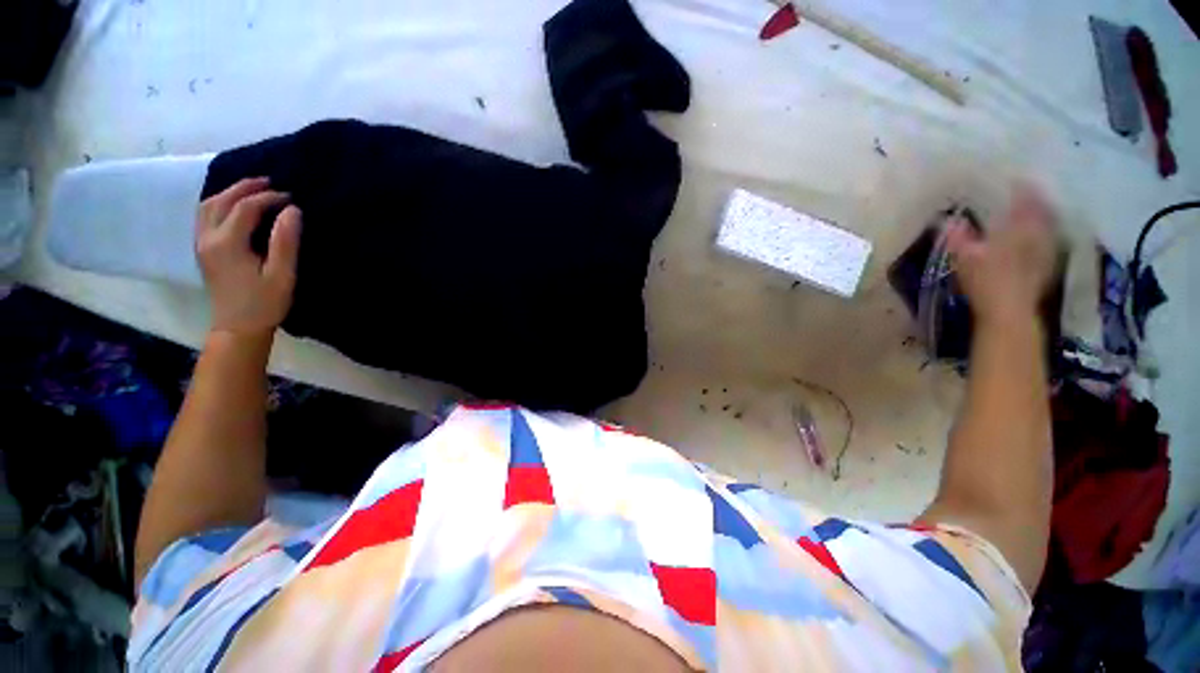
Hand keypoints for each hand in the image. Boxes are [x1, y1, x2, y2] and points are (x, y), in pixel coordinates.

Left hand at [196, 178, 301, 339]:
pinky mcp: (203, 250)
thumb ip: (285, 241)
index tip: (292, 197)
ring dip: (229, 193)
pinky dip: (220, 203)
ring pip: (208, 206)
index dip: (269, 198)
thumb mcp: (282, 274)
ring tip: (252, 190)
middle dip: (245, 187)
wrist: (238, 328)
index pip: (246, 208)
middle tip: (270, 183)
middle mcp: (208, 238)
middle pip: (222, 201)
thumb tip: (292, 211)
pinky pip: (205, 216)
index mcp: (227, 243)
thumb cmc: (265, 303)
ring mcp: (201, 244)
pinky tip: (234, 206)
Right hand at [946, 184, 1058, 327]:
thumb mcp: (965, 259)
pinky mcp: (1046, 270)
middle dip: (1039, 202)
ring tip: (1041, 212)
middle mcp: (1036, 237)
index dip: (1023, 190)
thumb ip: (959, 238)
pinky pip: (1050, 245)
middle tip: (1034, 193)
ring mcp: (1045, 254)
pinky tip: (1043, 239)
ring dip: (1046, 218)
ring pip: (1049, 229)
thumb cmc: (986, 283)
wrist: (1010, 314)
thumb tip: (949, 221)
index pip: (1025, 203)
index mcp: (1017, 231)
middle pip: (1043, 214)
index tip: (1019, 179)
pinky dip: (1047, 237)